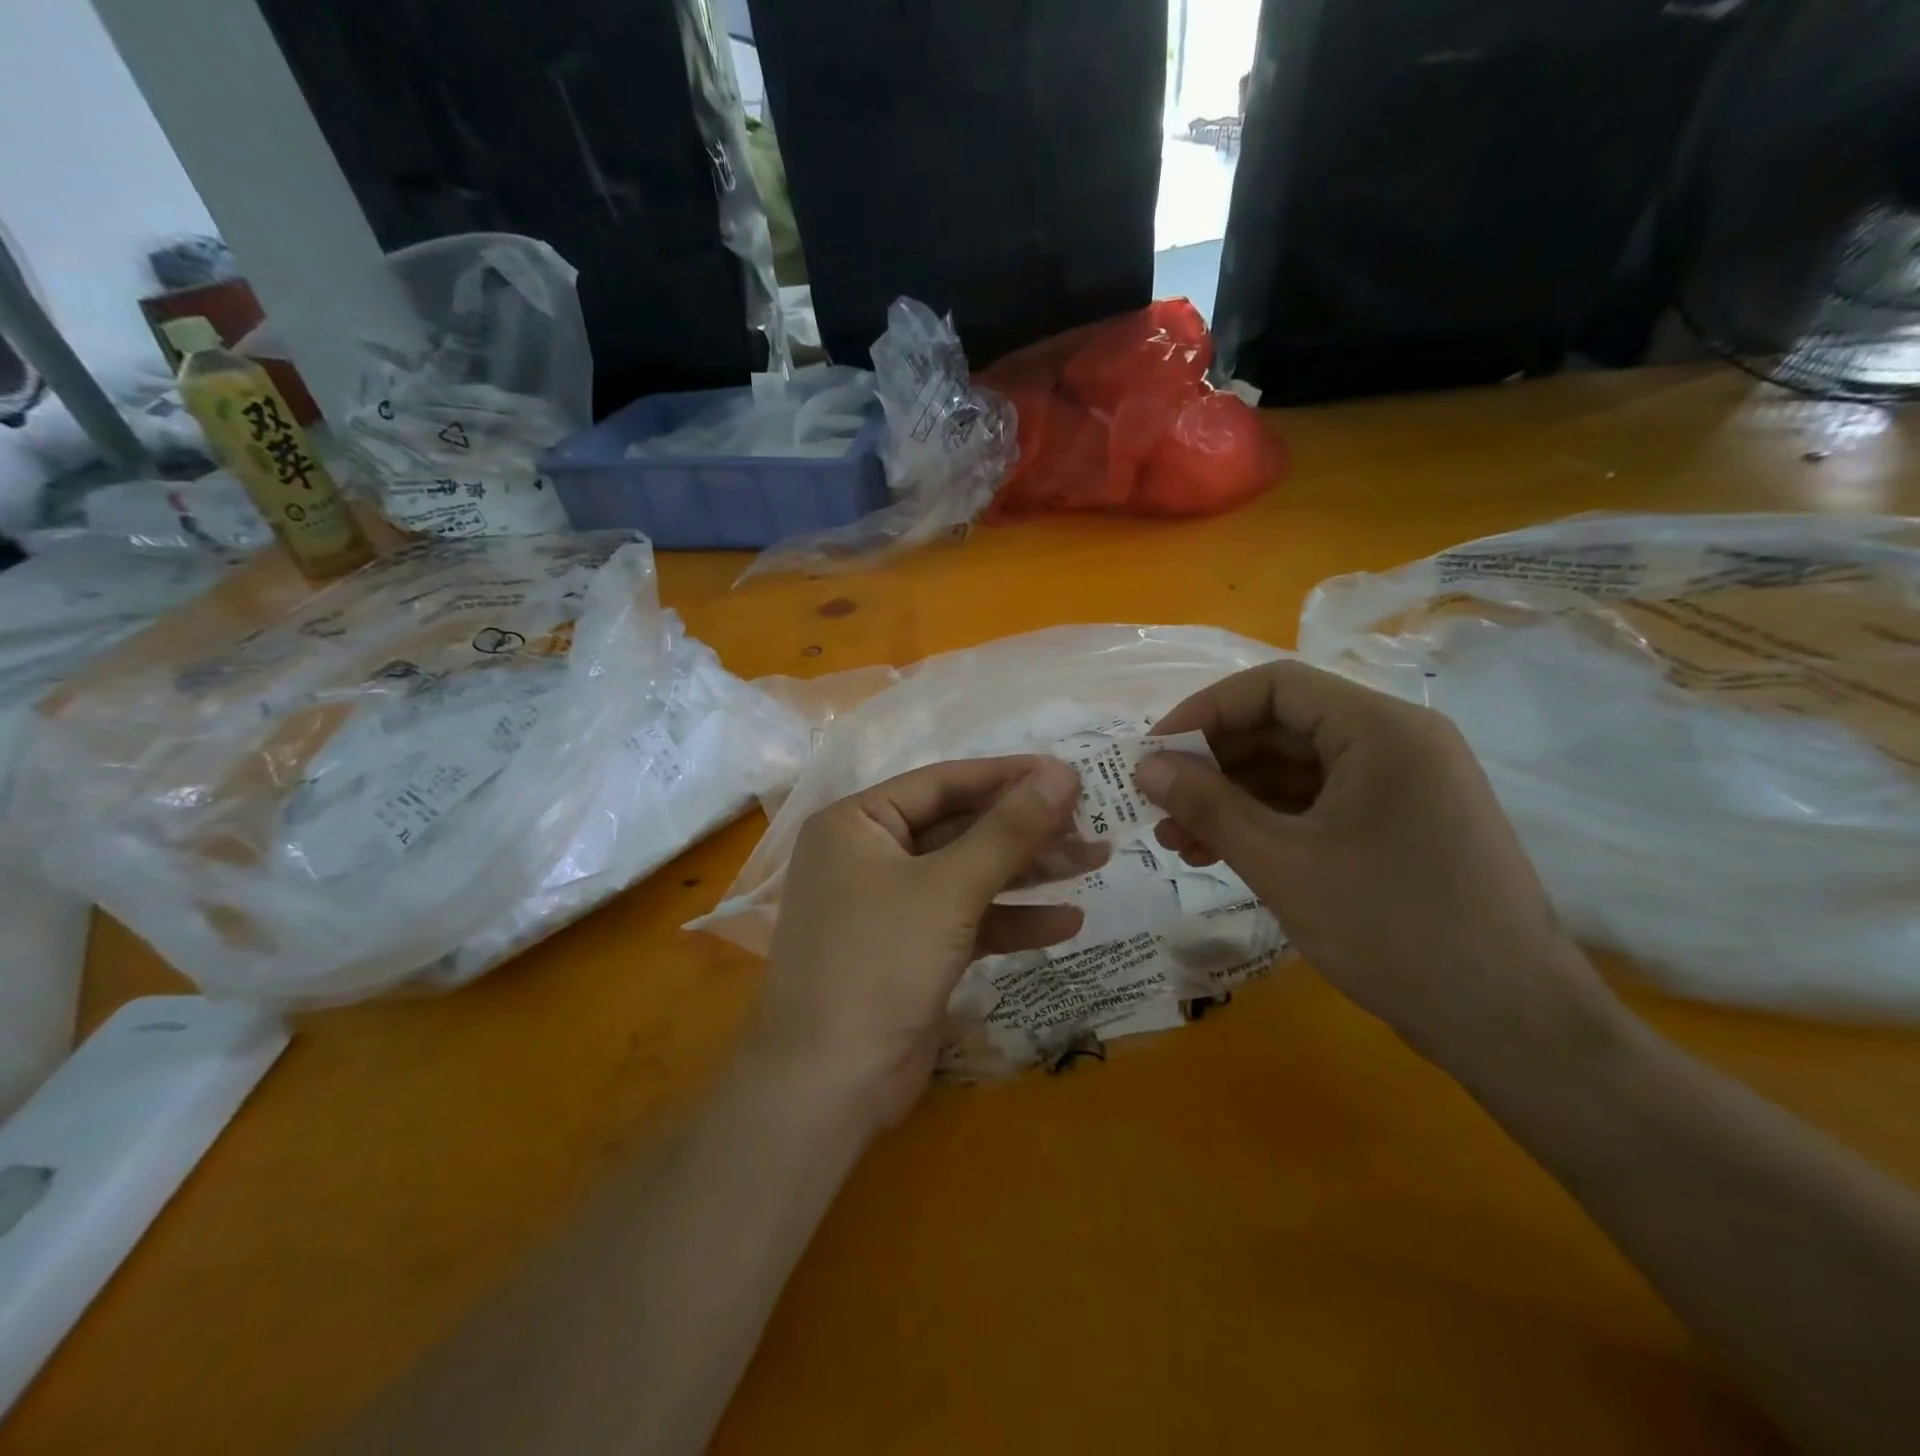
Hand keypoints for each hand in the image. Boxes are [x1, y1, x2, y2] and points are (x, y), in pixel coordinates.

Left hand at [749, 756, 1086, 1130]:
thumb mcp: (949, 889)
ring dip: (1028, 872)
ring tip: (1095, 860)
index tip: (1067, 773)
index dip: (1007, 776)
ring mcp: (890, 905)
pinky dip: (1011, 921)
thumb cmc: (879, 963)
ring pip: (968, 874)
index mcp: (857, 823)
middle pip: (959, 828)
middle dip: (1025, 830)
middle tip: (1090, 823)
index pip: (942, 783)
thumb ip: (1008, 830)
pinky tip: (1066, 923)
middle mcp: (869, 855)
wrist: (831, 1086)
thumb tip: (1062, 772)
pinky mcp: (912, 949)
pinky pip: (967, 920)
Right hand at [1136, 661, 1621, 1072]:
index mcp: (1381, 729)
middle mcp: (1397, 742)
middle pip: (1282, 727)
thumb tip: (1144, 767)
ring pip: (1295, 770)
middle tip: (1159, 806)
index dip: (1203, 712)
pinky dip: (1268, 822)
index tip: (1153, 754)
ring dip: (1233, 799)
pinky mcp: (1401, 824)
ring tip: (1178, 841)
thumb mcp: (1283, 864)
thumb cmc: (1393, 931)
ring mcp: (1403, 785)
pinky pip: (1319, 803)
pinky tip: (1223, 852)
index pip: (1274, 687)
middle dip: (1212, 765)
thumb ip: (1207, 806)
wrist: (1512, 1026)